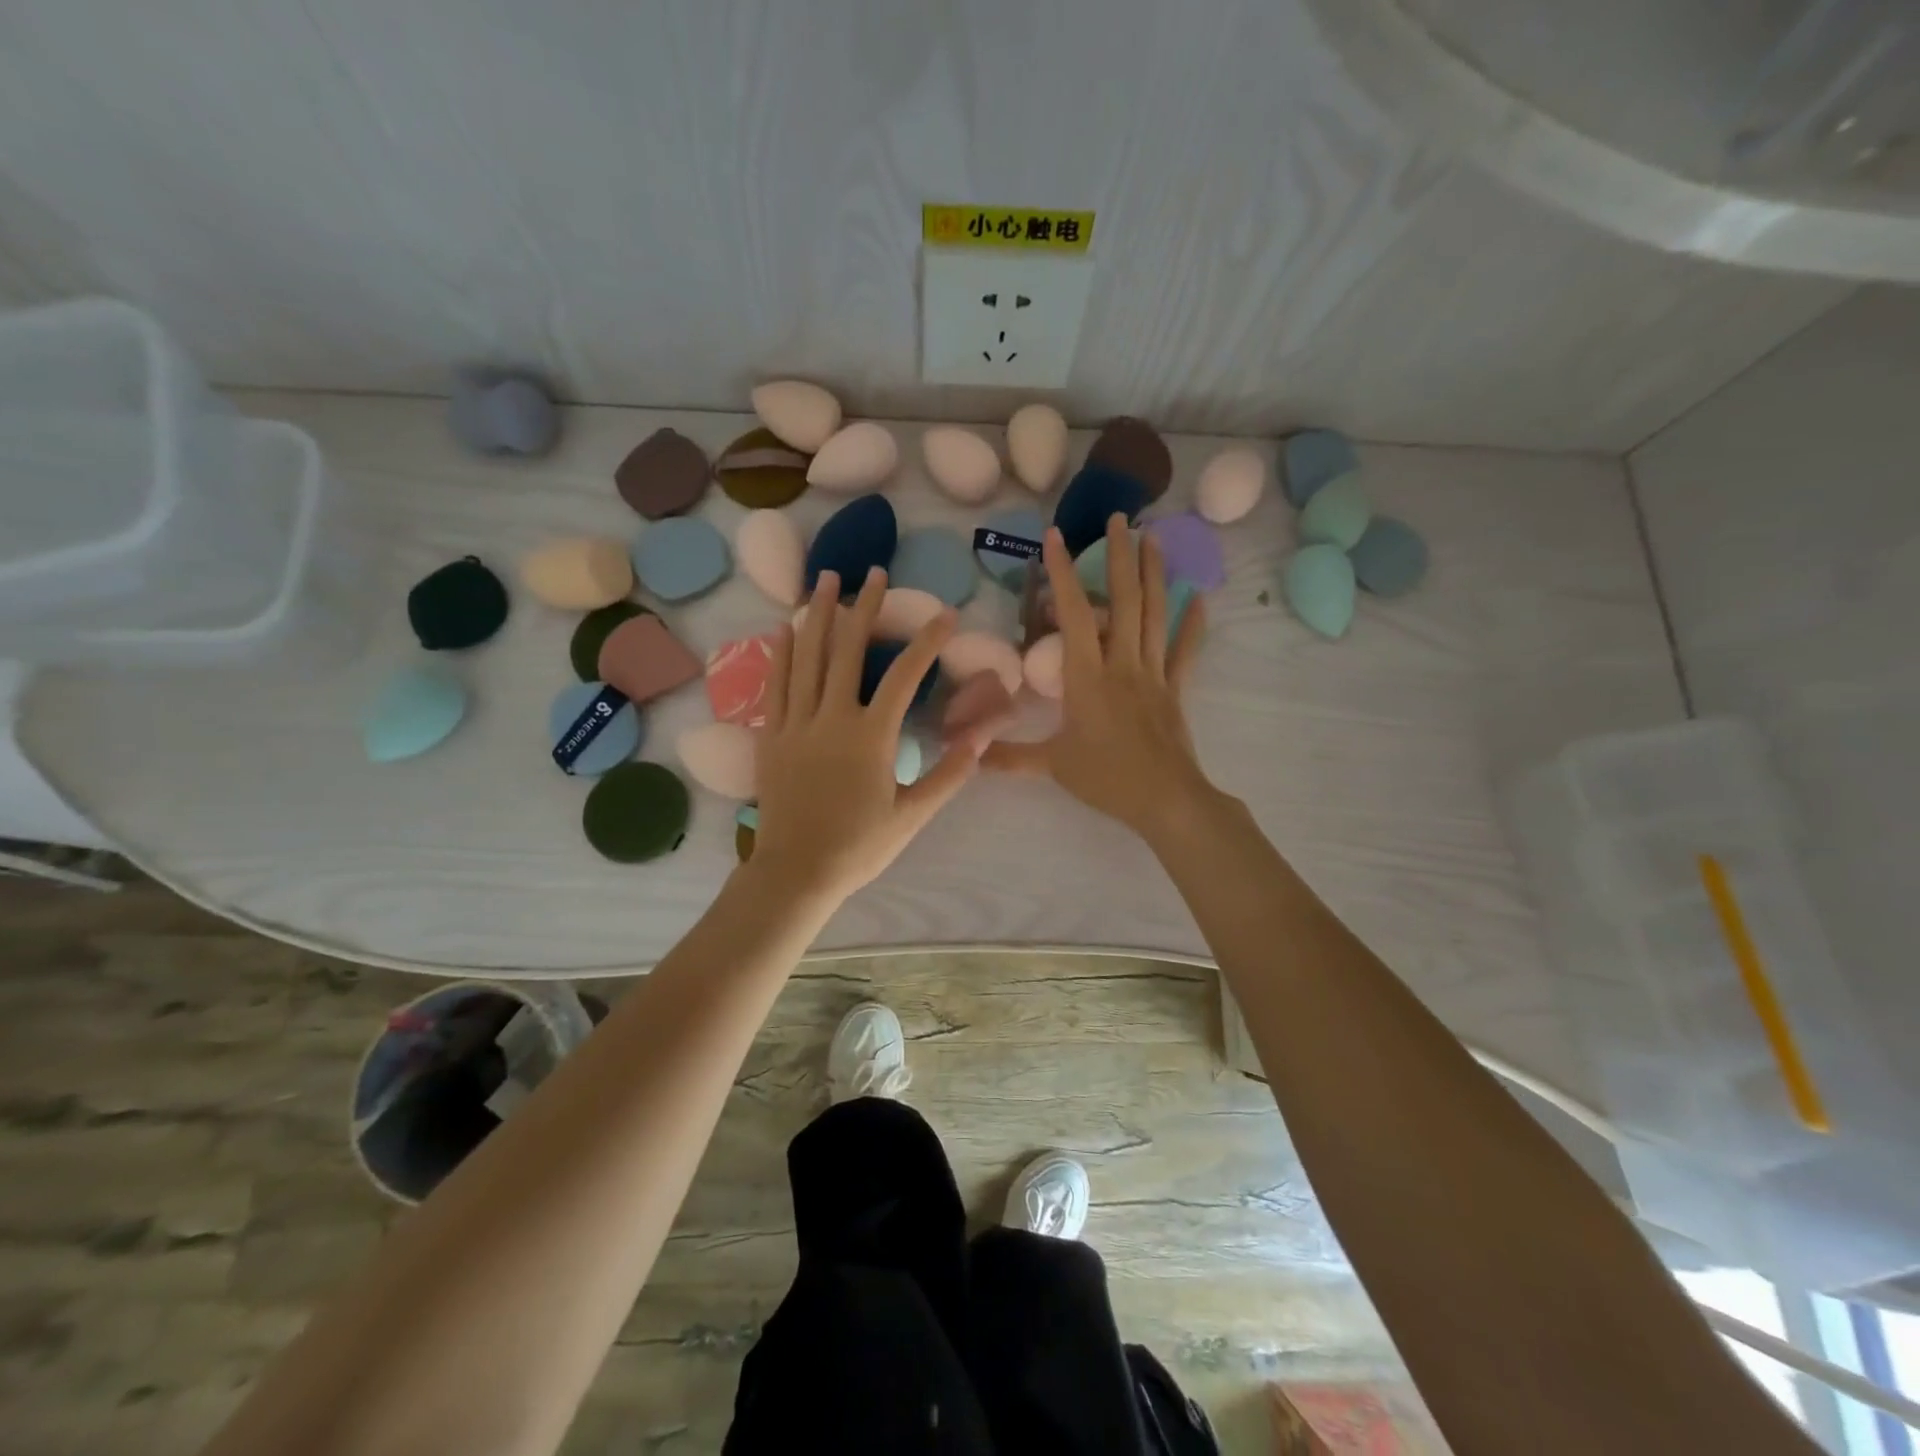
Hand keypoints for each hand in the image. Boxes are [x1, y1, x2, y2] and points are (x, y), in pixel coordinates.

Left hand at [749, 566, 986, 903]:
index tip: (945, 614)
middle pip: (848, 650)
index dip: (926, 641)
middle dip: (865, 607)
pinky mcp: (771, 736)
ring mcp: (796, 724)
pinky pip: (776, 685)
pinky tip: (786, 627)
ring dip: (819, 615)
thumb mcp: (912, 815)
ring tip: (827, 579)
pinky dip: (781, 653)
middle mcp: (831, 718)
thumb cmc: (859, 846)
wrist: (796, 872)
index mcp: (870, 736)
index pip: (903, 675)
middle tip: (874, 572)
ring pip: (807, 658)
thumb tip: (982, 738)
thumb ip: (949, 774)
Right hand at [985, 516, 1212, 842]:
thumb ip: (1010, 757)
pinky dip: (1192, 624)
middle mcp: (1121, 663)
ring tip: (1154, 537)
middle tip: (1120, 518)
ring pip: (1155, 615)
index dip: (1061, 573)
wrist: (1166, 799)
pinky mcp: (1175, 689)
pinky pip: (1185, 651)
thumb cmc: (1106, 777)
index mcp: (1087, 675)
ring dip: (1154, 574)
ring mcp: (1153, 673)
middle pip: (1123, 600)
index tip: (1055, 537)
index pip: (1072, 614)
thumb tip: (969, 756)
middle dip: (1120, 556)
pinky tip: (1199, 598)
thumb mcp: (1052, 765)